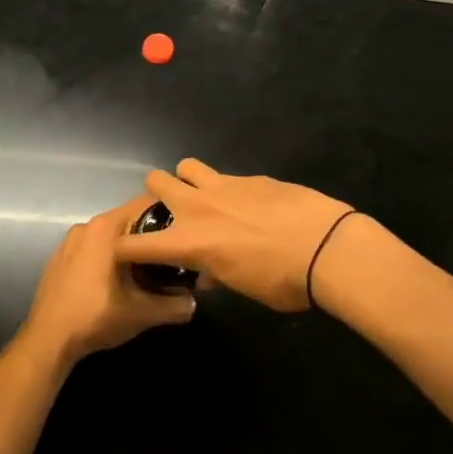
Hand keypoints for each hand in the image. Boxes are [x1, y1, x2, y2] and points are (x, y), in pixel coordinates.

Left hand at [20, 197, 195, 367]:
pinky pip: (91, 247)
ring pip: (109, 235)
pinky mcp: (59, 258)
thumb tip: (193, 302)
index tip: (184, 231)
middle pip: (128, 219)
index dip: (169, 215)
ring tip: (146, 270)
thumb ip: (174, 305)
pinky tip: (114, 281)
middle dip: (149, 235)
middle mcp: (87, 225)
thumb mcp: (142, 313)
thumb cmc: (96, 316)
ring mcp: (69, 241)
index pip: (146, 204)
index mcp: (107, 227)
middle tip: (170, 255)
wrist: (48, 339)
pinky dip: (106, 256)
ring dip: (127, 247)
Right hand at [112, 159, 351, 311]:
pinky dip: (229, 189)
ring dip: (189, 181)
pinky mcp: (253, 177)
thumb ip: (217, 275)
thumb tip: (209, 272)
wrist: (329, 248)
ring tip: (206, 199)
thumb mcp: (243, 288)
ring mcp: (226, 185)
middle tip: (173, 214)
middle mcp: (199, 207)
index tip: (126, 254)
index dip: (123, 250)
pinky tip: (250, 205)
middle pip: (155, 182)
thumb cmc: (284, 281)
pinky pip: (227, 176)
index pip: (135, 244)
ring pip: (187, 166)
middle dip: (156, 196)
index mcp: (190, 242)